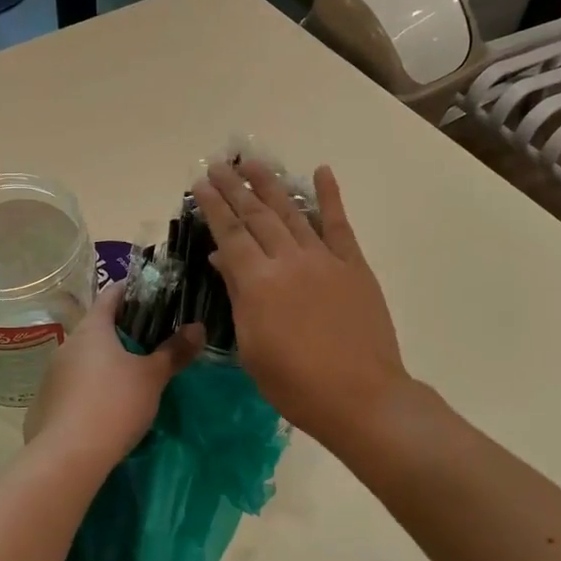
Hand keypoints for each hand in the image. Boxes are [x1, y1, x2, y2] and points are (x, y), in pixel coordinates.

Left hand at [25, 282, 202, 466]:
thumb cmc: (114, 404)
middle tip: (152, 340)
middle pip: (97, 327)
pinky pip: (74, 385)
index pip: (111, 295)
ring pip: (85, 358)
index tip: (152, 295)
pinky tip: (107, 405)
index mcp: (92, 329)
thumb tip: (198, 327)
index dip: (131, 291)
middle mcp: (68, 344)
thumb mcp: (152, 377)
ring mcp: (53, 374)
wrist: (67, 457)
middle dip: (123, 331)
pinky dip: (91, 387)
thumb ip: (174, 351)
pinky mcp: (47, 403)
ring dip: (106, 361)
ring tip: (132, 375)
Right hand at [192, 161, 407, 447]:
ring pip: (292, 212)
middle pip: (257, 215)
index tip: (201, 183)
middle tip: (220, 165)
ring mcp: (324, 259)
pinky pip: (339, 224)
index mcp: (257, 282)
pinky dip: (330, 196)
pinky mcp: (353, 265)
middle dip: (236, 187)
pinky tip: (321, 172)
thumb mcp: (251, 347)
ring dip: (271, 185)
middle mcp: (288, 260)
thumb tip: (221, 259)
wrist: (360, 397)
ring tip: (253, 163)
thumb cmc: (294, 383)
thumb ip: (237, 296)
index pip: (229, 233)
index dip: (213, 206)